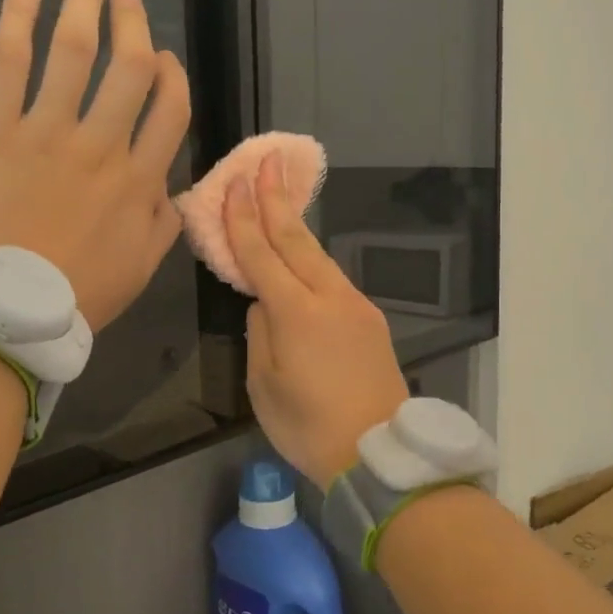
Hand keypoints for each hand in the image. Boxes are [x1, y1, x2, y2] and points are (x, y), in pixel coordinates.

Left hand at [0, 0, 190, 329]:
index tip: (162, 57)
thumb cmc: (75, 294)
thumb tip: (170, 184)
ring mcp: (46, 130)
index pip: (170, 109)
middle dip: (132, 20)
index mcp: (139, 179)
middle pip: (128, 67)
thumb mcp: (141, 267)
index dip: (172, 74)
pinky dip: (21, 11)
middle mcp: (101, 145)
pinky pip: (10, 57)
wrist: (0, 311)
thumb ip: (163, 220)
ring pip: (74, 50)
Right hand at [227, 153, 409, 483]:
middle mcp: (329, 297)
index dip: (243, 219)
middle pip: (297, 239)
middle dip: (276, 199)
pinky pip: (334, 279)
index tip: (234, 184)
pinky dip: (312, 259)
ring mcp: (355, 306)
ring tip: (279, 198)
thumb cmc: (308, 426)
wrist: (378, 451)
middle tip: (266, 162)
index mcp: (296, 312)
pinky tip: (302, 255)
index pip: (261, 254)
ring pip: (319, 256)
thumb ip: (260, 333)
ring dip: (296, 225)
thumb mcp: (264, 384)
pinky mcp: (370, 320)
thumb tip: (264, 303)